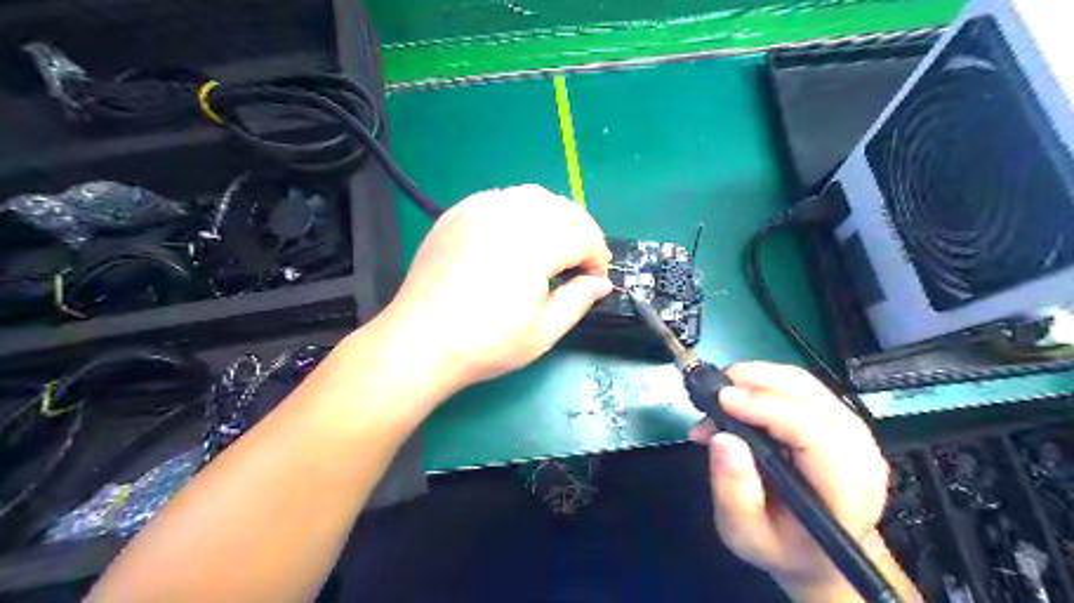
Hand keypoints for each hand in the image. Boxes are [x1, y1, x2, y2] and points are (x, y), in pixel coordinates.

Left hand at [378, 184, 611, 390]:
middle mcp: (508, 216)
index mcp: (534, 244)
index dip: (597, 258)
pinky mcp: (457, 213)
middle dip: (581, 232)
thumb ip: (579, 300)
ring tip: (553, 246)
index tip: (596, 280)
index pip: (583, 237)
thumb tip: (601, 283)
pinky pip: (501, 198)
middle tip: (581, 262)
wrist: (421, 342)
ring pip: (533, 196)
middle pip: (562, 209)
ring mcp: (478, 210)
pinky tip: (517, 236)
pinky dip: (521, 211)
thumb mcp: (544, 331)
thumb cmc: (486, 343)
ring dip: (554, 217)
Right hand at [687, 360, 888, 595]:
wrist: (814, 551)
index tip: (722, 400)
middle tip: (711, 394)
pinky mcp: (839, 418)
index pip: (813, 433)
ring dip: (756, 378)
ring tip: (720, 395)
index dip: (766, 408)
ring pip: (804, 384)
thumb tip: (723, 438)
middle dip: (754, 385)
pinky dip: (764, 381)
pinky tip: (738, 396)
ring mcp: (854, 432)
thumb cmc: (780, 544)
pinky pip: (801, 385)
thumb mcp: (745, 534)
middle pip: (810, 399)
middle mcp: (859, 454)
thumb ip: (733, 492)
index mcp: (845, 492)